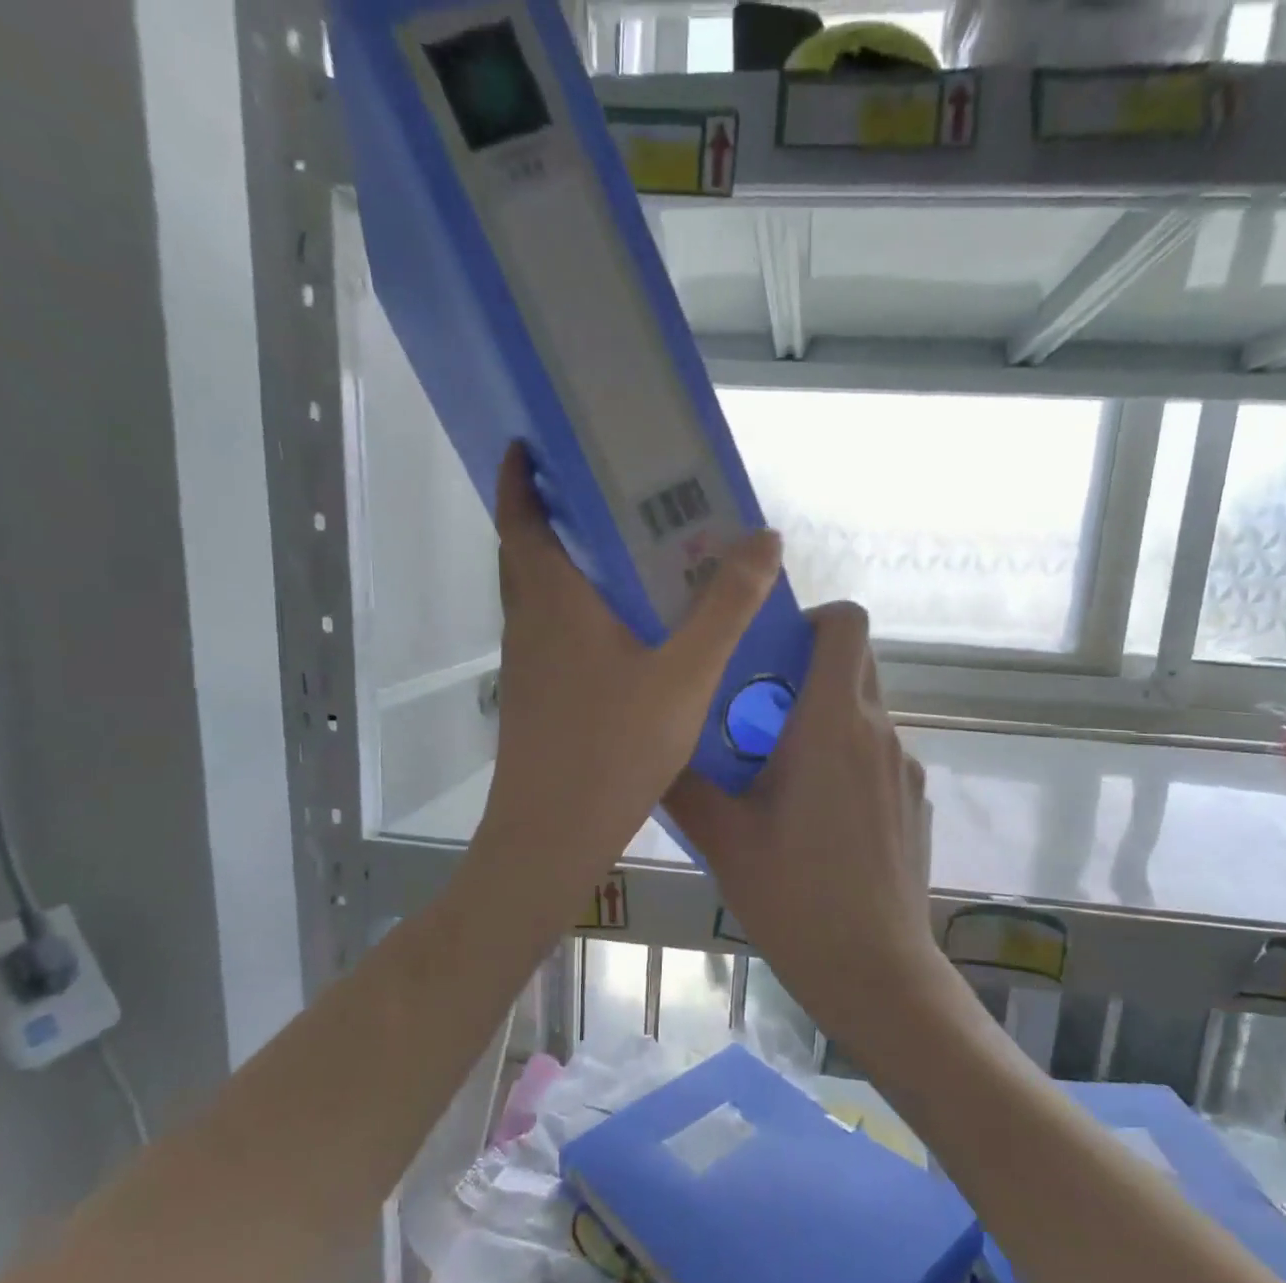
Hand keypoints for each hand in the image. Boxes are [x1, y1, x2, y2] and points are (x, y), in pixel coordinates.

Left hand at [474, 443, 781, 923]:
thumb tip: (765, 539)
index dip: (520, 475)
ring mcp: (525, 666)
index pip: (520, 517)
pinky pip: (551, 635)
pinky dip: (575, 613)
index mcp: (552, 600)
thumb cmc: (614, 746)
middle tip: (603, 495)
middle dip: (550, 514)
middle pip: (526, 552)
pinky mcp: (533, 699)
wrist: (552, 835)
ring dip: (565, 566)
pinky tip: (624, 635)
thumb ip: (726, 606)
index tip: (533, 443)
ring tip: (624, 556)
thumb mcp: (685, 673)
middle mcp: (528, 624)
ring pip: (538, 597)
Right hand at [663, 601, 938, 1046]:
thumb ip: (684, 784)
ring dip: (823, 717)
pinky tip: (817, 817)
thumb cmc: (796, 898)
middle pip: (855, 661)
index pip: (845, 624)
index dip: (810, 618)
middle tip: (755, 710)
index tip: (767, 652)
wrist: (876, 972)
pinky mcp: (914, 801)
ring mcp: (906, 767)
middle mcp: (880, 731)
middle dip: (806, 668)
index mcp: (833, 723)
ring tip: (778, 771)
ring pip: (864, 711)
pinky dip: (846, 757)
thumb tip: (652, 748)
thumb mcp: (724, 839)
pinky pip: (877, 753)